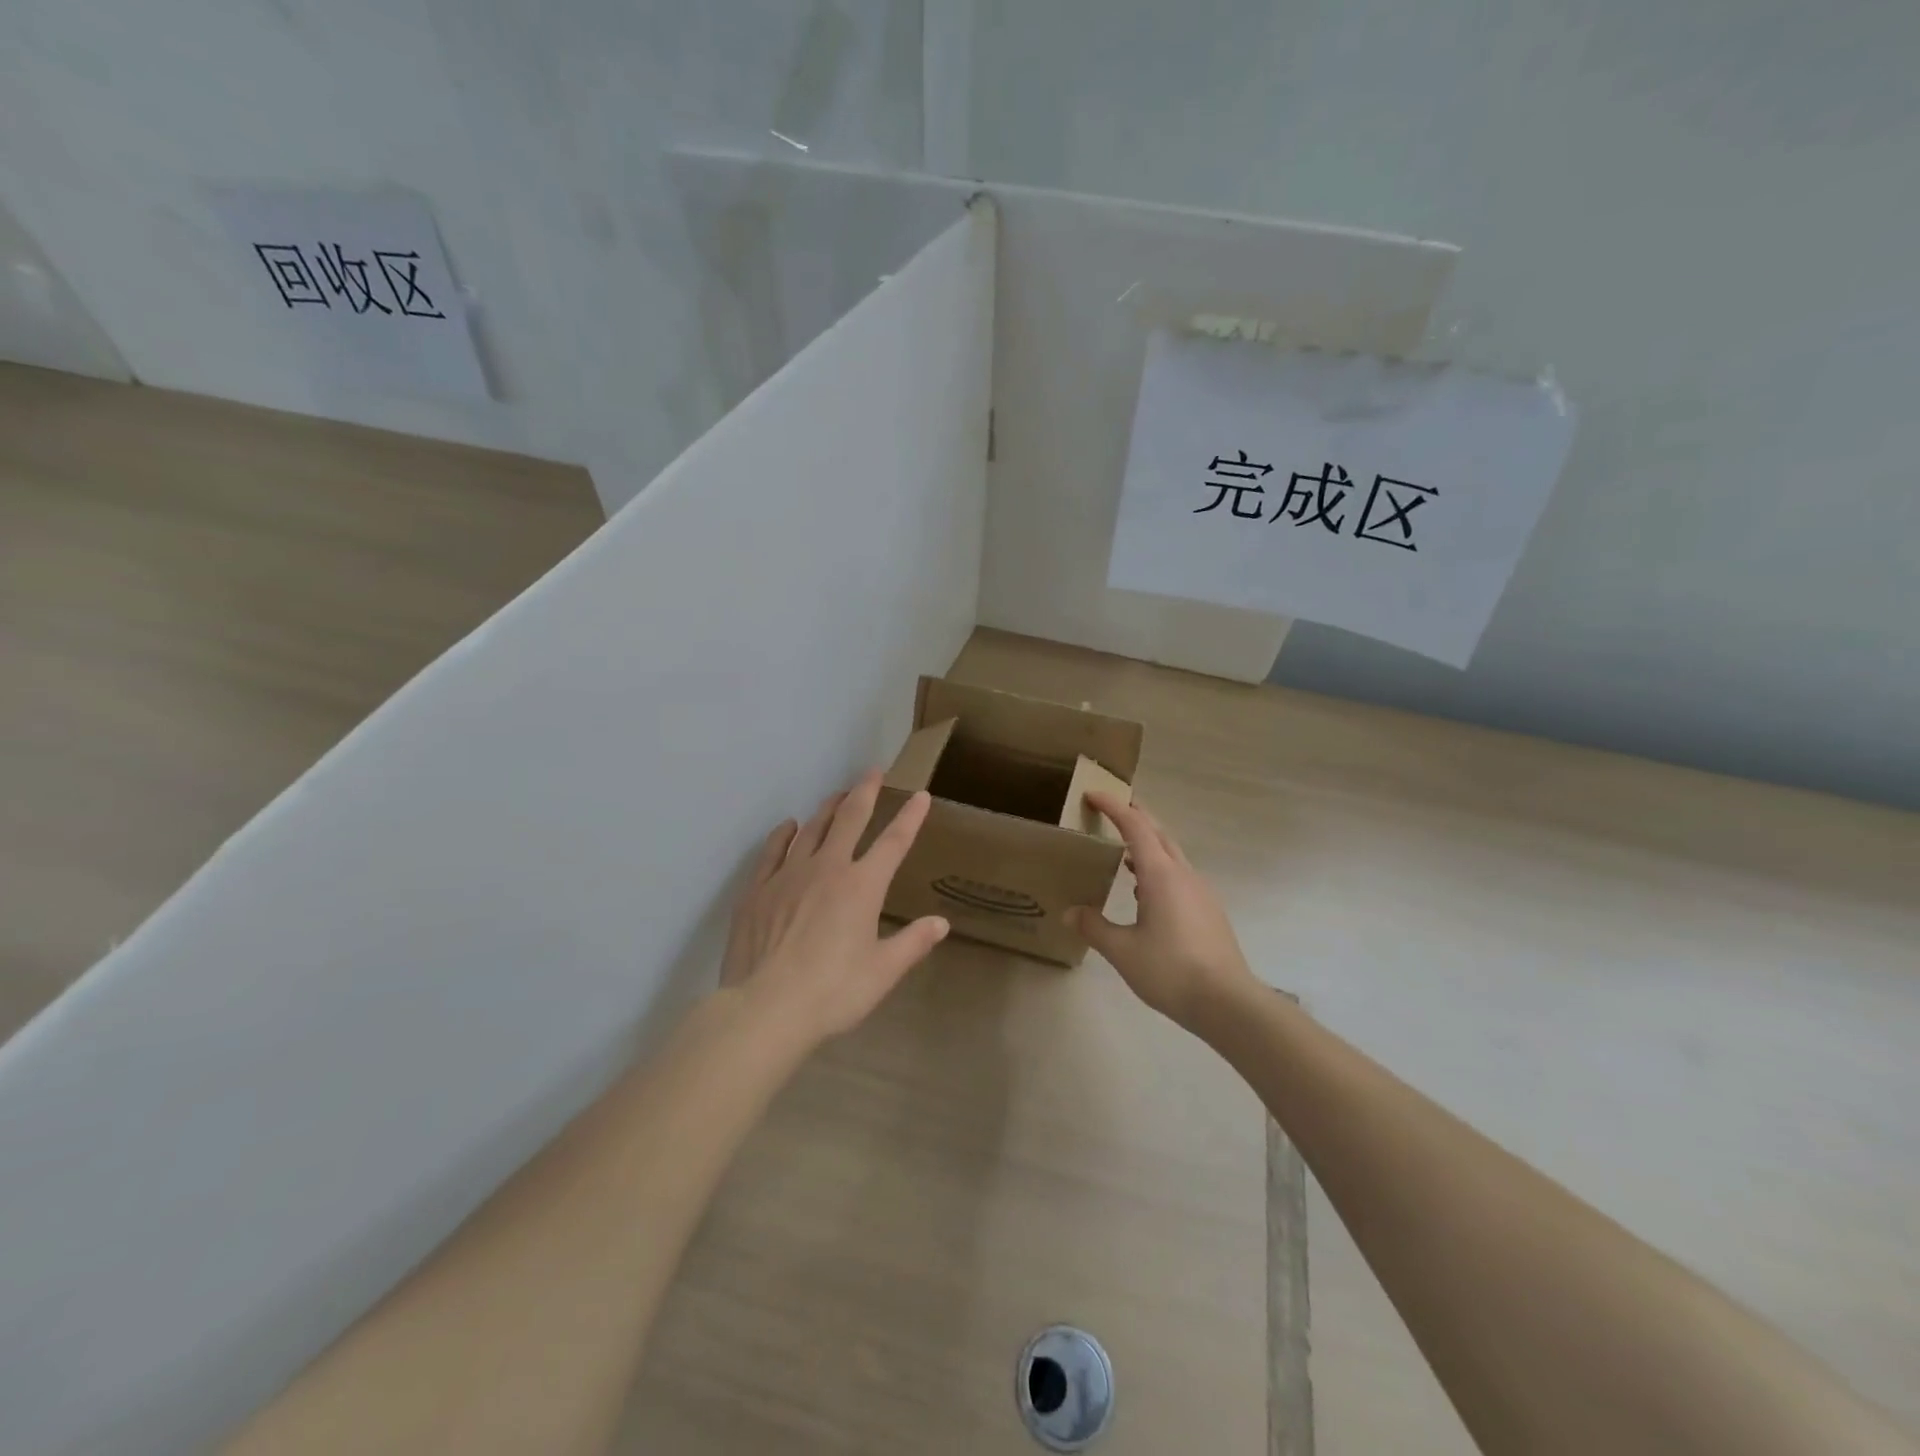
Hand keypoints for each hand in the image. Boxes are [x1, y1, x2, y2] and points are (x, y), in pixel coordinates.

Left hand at [719, 771, 948, 1049]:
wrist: (765, 1008)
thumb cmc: (832, 993)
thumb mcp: (882, 972)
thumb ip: (912, 943)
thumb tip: (940, 923)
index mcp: (862, 886)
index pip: (893, 842)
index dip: (909, 817)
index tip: (920, 795)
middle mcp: (827, 869)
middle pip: (849, 819)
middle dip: (864, 792)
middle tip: (872, 771)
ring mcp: (788, 875)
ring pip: (811, 828)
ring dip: (827, 808)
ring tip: (837, 795)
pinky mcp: (758, 889)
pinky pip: (773, 850)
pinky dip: (784, 834)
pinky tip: (789, 826)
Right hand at [1065, 792, 1255, 1029]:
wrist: (1227, 1002)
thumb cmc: (1171, 970)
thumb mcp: (1122, 951)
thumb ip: (1095, 927)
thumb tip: (1070, 913)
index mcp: (1161, 875)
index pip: (1135, 827)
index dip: (1114, 807)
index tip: (1093, 794)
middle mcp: (1183, 875)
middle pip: (1158, 833)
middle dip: (1135, 816)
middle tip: (1111, 809)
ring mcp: (1200, 892)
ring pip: (1171, 855)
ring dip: (1148, 845)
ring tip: (1123, 853)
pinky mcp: (1209, 910)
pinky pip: (1179, 876)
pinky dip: (1158, 869)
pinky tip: (1146, 892)